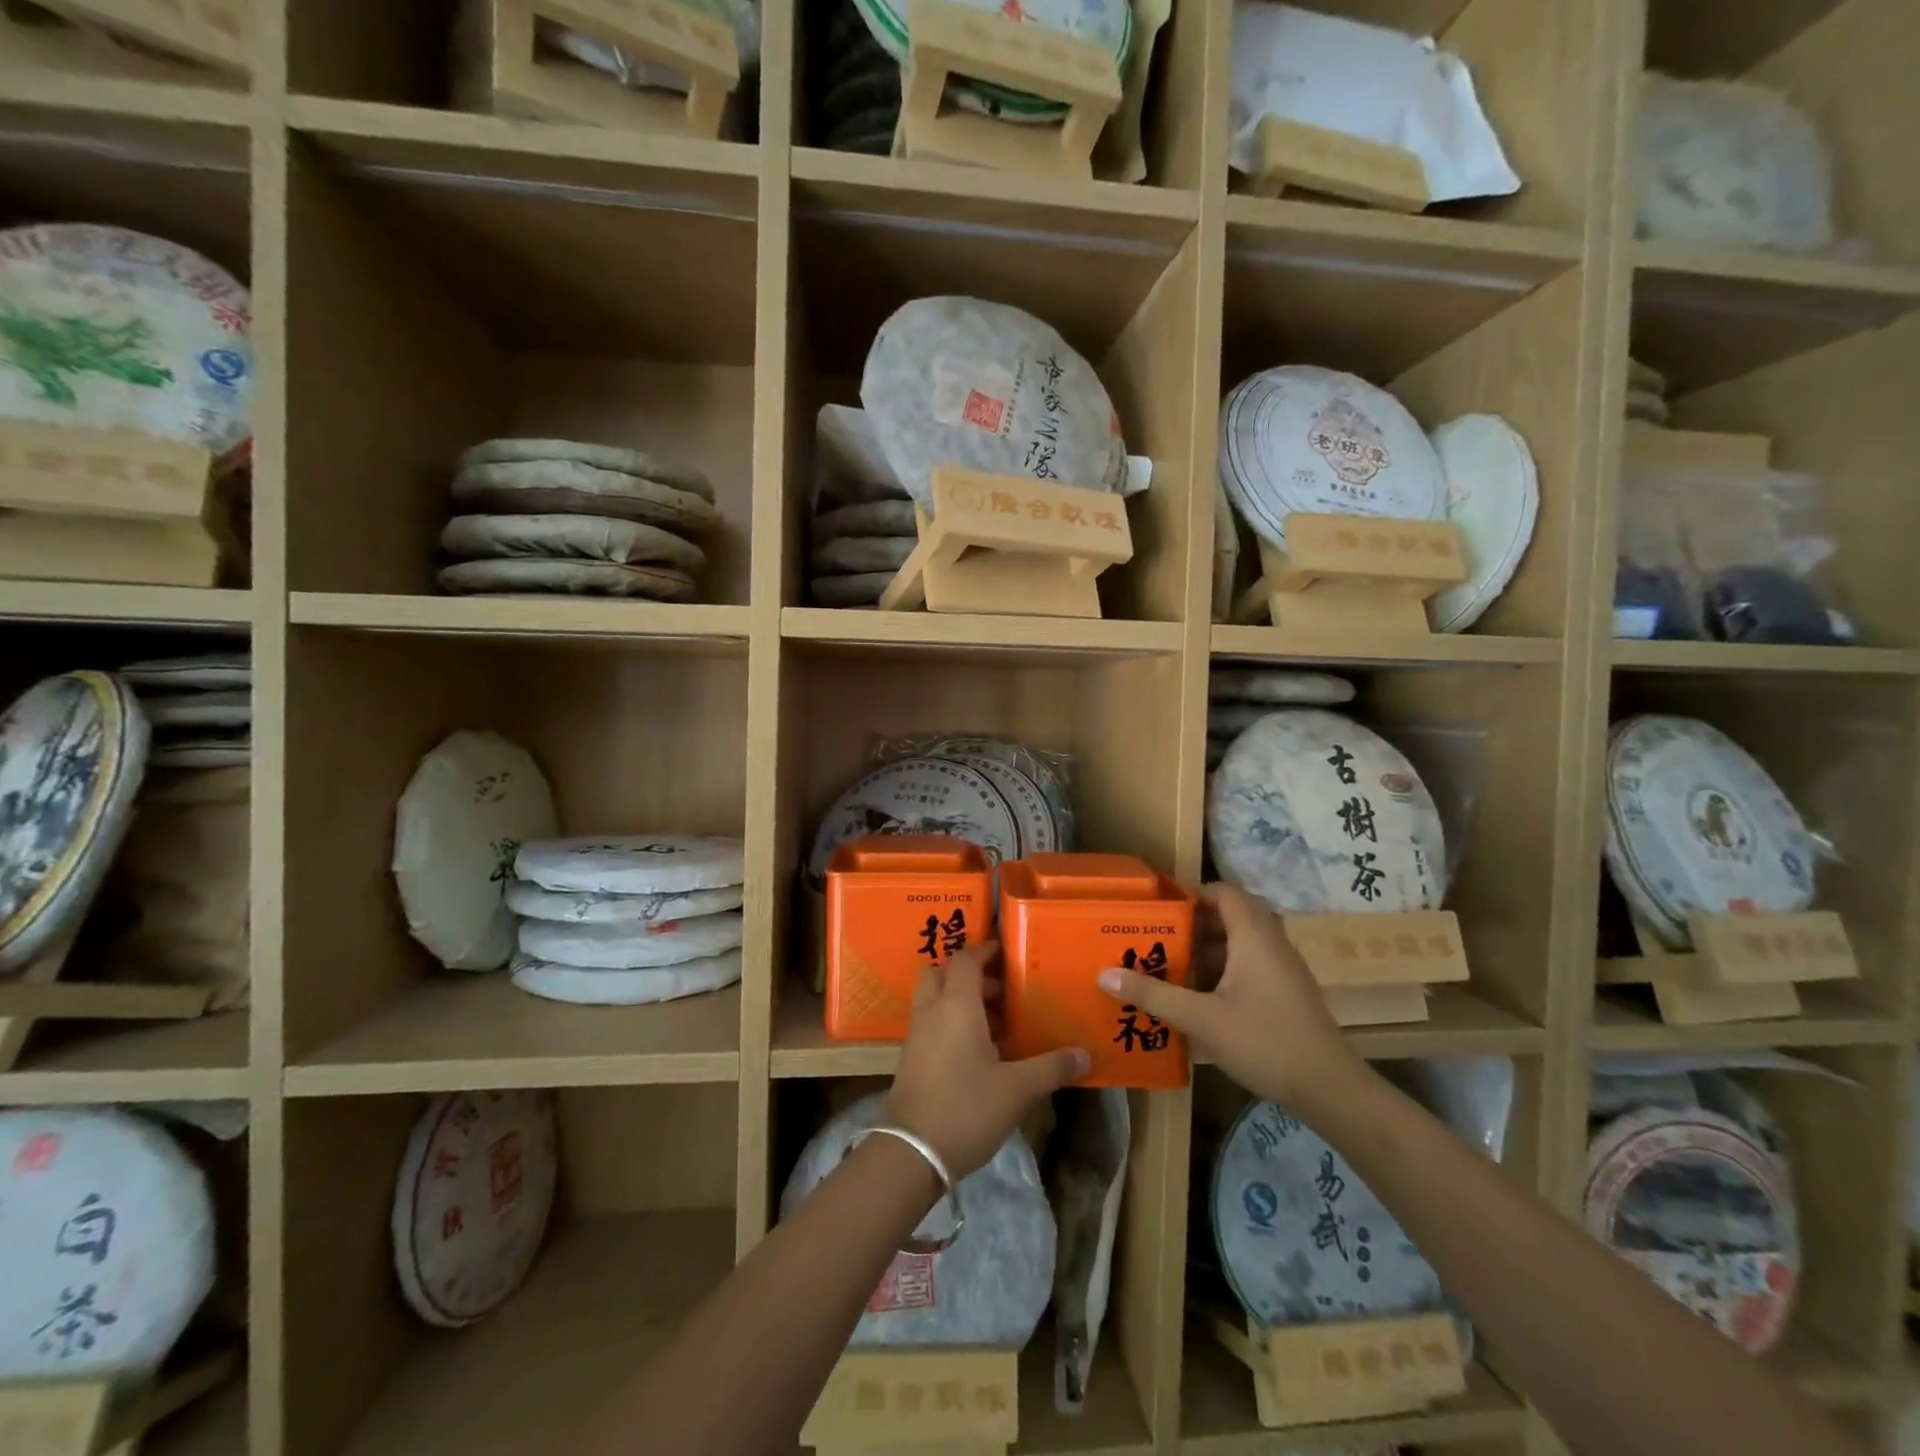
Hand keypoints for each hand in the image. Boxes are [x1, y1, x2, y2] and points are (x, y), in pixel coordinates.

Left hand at [886, 942, 1090, 1178]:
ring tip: (994, 1022)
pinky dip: (949, 1022)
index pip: (965, 960)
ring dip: (958, 999)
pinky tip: (976, 1050)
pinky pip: (930, 1023)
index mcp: (956, 1005)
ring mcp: (916, 1035)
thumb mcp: (1017, 1089)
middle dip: (968, 974)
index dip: (983, 951)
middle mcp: (932, 1011)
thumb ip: (1051, 1067)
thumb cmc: (967, 1108)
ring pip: (933, 998)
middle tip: (999, 989)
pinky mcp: (910, 1059)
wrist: (912, 1153)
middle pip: (941, 973)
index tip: (1004, 951)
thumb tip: (1085, 1054)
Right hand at [1097, 883, 1364, 1116]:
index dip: (1193, 893)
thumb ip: (1153, 994)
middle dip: (1195, 923)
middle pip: (1232, 915)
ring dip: (1209, 949)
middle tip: (1160, 937)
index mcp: (1253, 936)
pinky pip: (1252, 964)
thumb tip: (1104, 974)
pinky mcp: (1288, 992)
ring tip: (1172, 966)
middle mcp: (1272, 943)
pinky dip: (1225, 969)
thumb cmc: (1264, 1041)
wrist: (1330, 1089)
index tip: (1161, 908)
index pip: (1224, 892)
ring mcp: (1284, 969)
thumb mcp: (1200, 1018)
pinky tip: (1201, 997)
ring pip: (1242, 942)